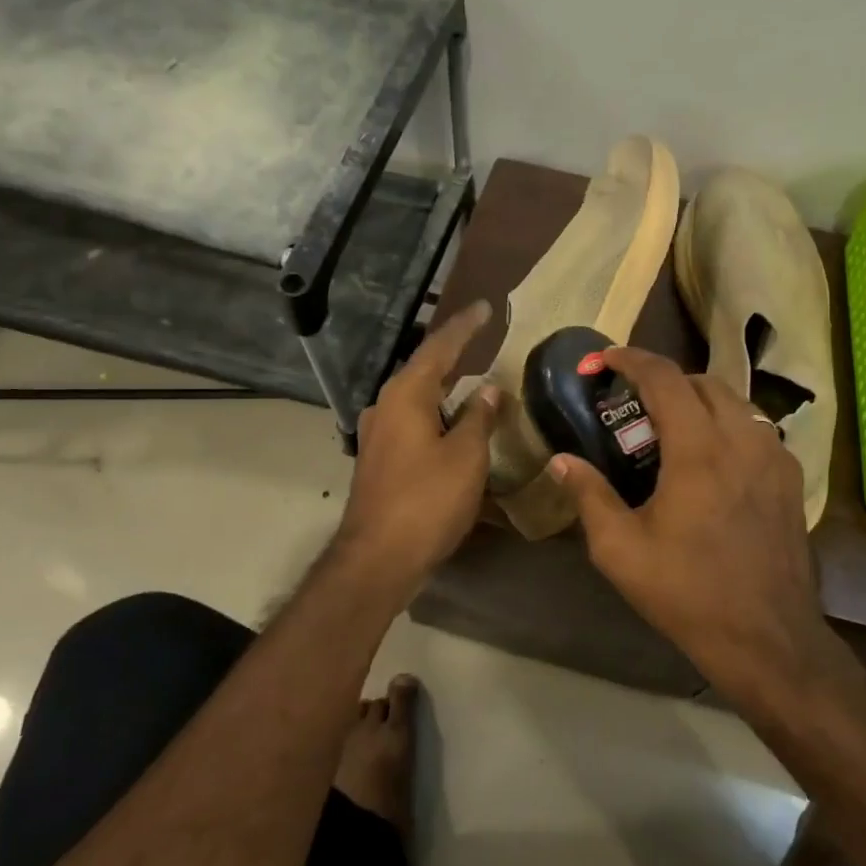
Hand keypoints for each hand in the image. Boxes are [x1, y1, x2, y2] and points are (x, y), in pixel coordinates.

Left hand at [336, 302, 499, 591]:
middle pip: (423, 369)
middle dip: (453, 354)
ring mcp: (378, 434)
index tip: (486, 308)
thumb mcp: (465, 457)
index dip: (465, 327)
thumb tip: (488, 390)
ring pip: (416, 397)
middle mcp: (385, 406)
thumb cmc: (427, 500)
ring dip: (443, 386)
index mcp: (406, 395)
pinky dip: (435, 413)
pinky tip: (451, 422)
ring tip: (471, 378)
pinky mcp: (379, 460)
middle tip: (481, 339)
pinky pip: (412, 421)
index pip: (439, 348)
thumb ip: (478, 418)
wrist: (378, 558)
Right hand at [549, 348, 824, 696]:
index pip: (664, 378)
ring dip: (699, 399)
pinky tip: (711, 457)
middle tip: (634, 401)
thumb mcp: (620, 550)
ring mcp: (775, 457)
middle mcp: (743, 440)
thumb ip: (589, 495)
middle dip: (665, 379)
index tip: (604, 358)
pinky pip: (756, 429)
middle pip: (703, 381)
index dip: (631, 359)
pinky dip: (728, 424)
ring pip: (736, 401)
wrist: (767, 638)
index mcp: (698, 451)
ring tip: (671, 425)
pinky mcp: (792, 479)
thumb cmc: (687, 593)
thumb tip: (560, 460)